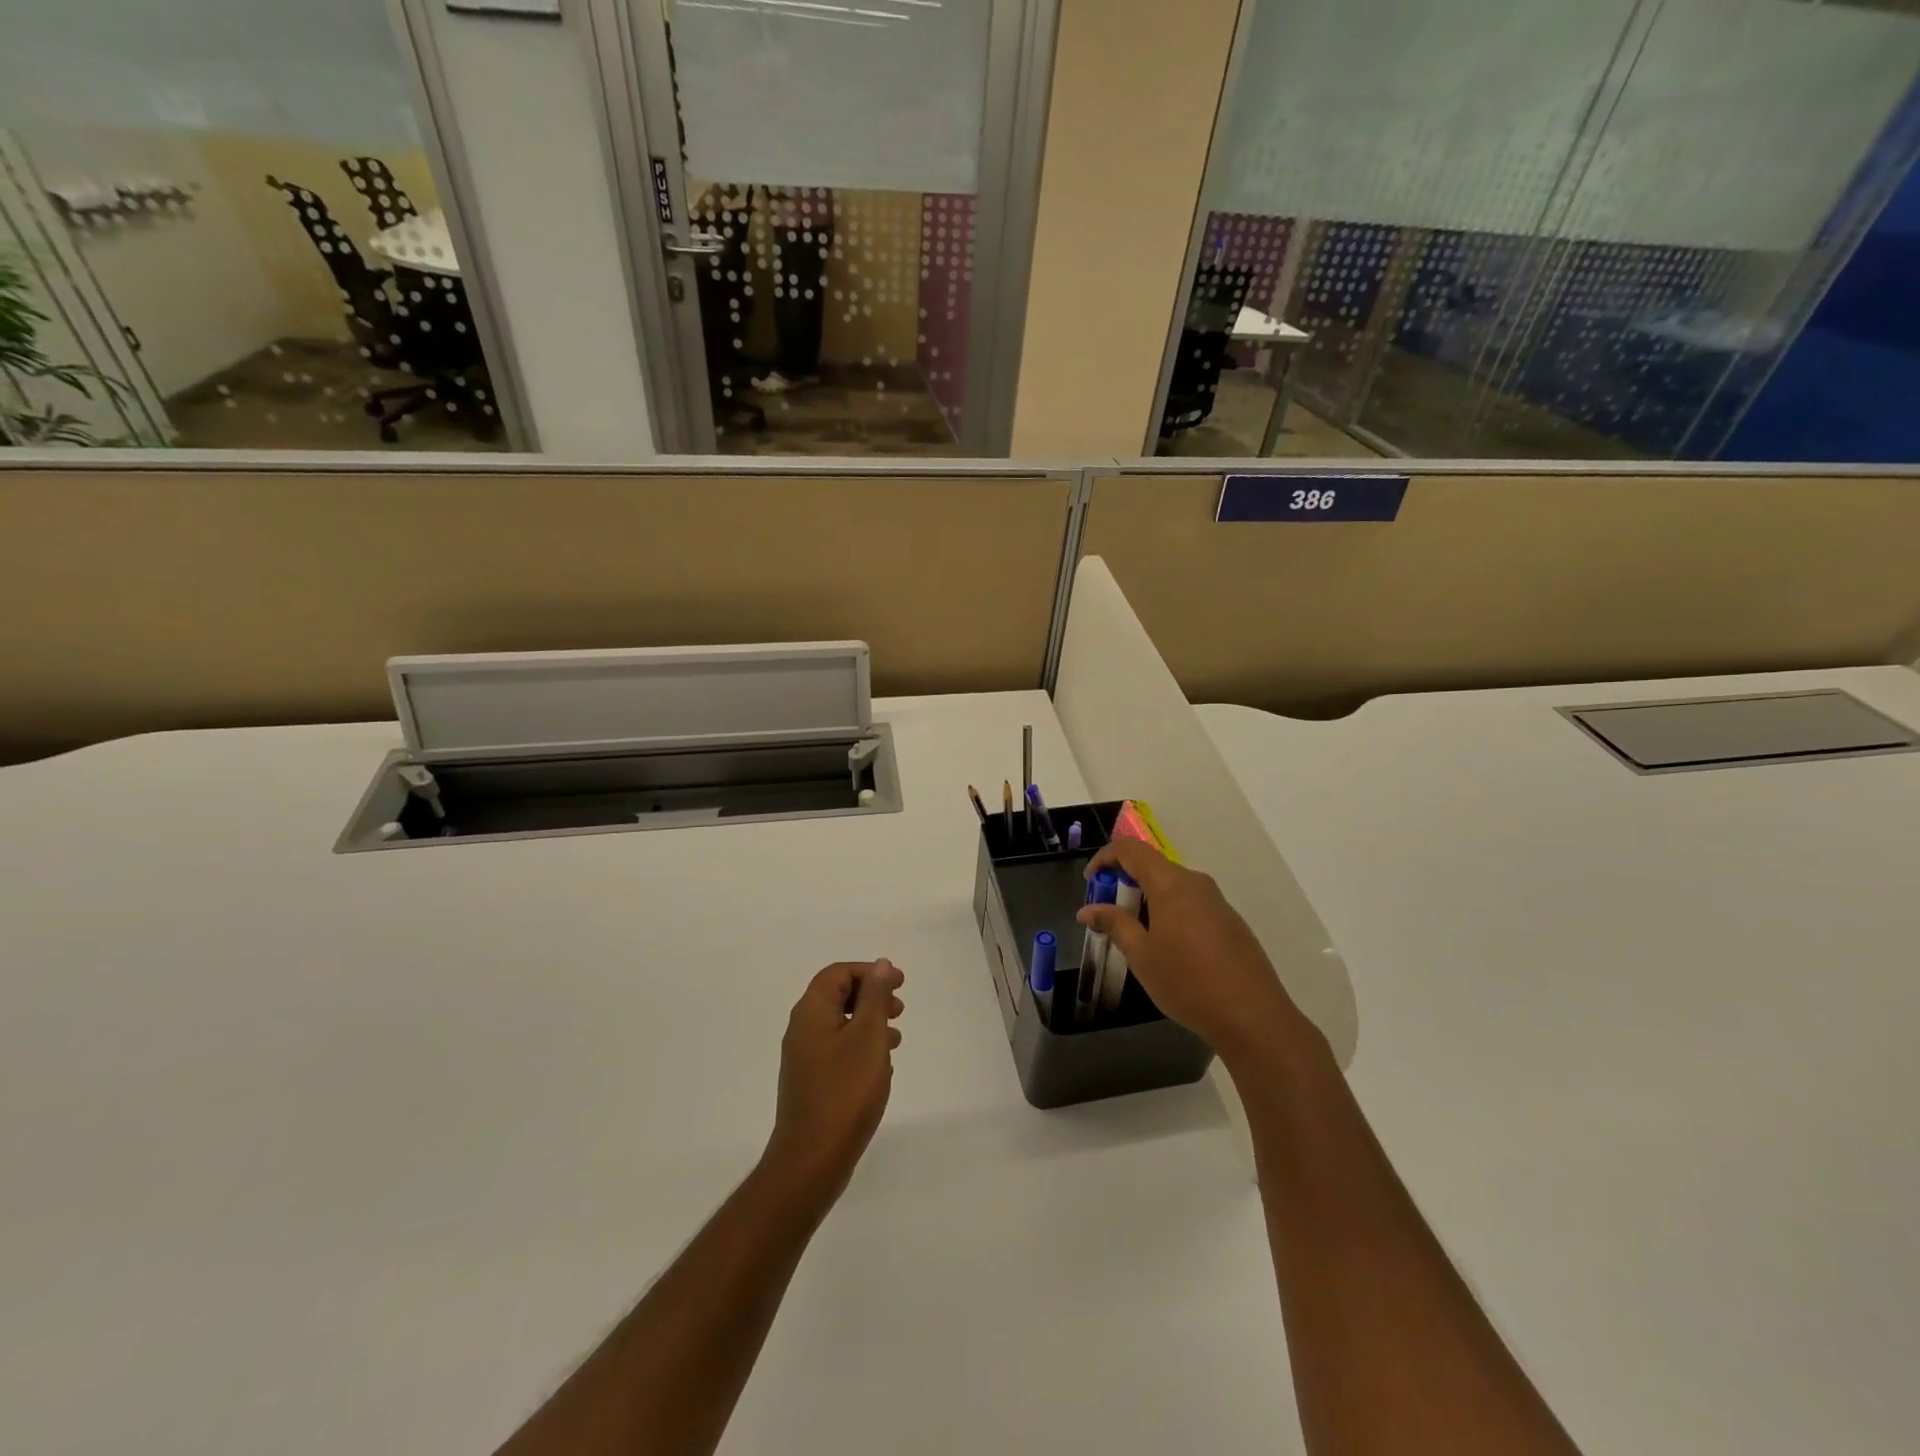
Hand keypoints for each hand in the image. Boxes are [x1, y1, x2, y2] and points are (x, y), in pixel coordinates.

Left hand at [761, 959, 904, 1211]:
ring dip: (869, 1024)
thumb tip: (880, 964)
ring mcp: (804, 1058)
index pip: (837, 973)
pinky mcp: (810, 1082)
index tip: (900, 984)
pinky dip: (861, 1048)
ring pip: (839, 1025)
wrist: (812, 1159)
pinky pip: (838, 1051)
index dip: (869, 972)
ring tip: (896, 1040)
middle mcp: (802, 1029)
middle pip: (837, 996)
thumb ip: (875, 997)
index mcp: (811, 1012)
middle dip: (870, 997)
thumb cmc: (845, 1091)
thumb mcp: (868, 1037)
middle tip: (899, 1010)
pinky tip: (880, 1068)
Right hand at [1079, 840, 1310, 1069]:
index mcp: (1171, 884)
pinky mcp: (1231, 922)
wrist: (1252, 1016)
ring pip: (1174, 887)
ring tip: (1136, 935)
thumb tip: (1088, 909)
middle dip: (1126, 882)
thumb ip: (1114, 923)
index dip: (1106, 857)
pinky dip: (1170, 912)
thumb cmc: (1187, 981)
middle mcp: (1196, 883)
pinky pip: (1192, 904)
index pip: (1132, 850)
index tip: (1091, 880)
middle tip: (1109, 913)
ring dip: (1149, 899)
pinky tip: (1169, 949)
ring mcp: (1218, 902)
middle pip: (1154, 867)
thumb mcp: (1141, 954)